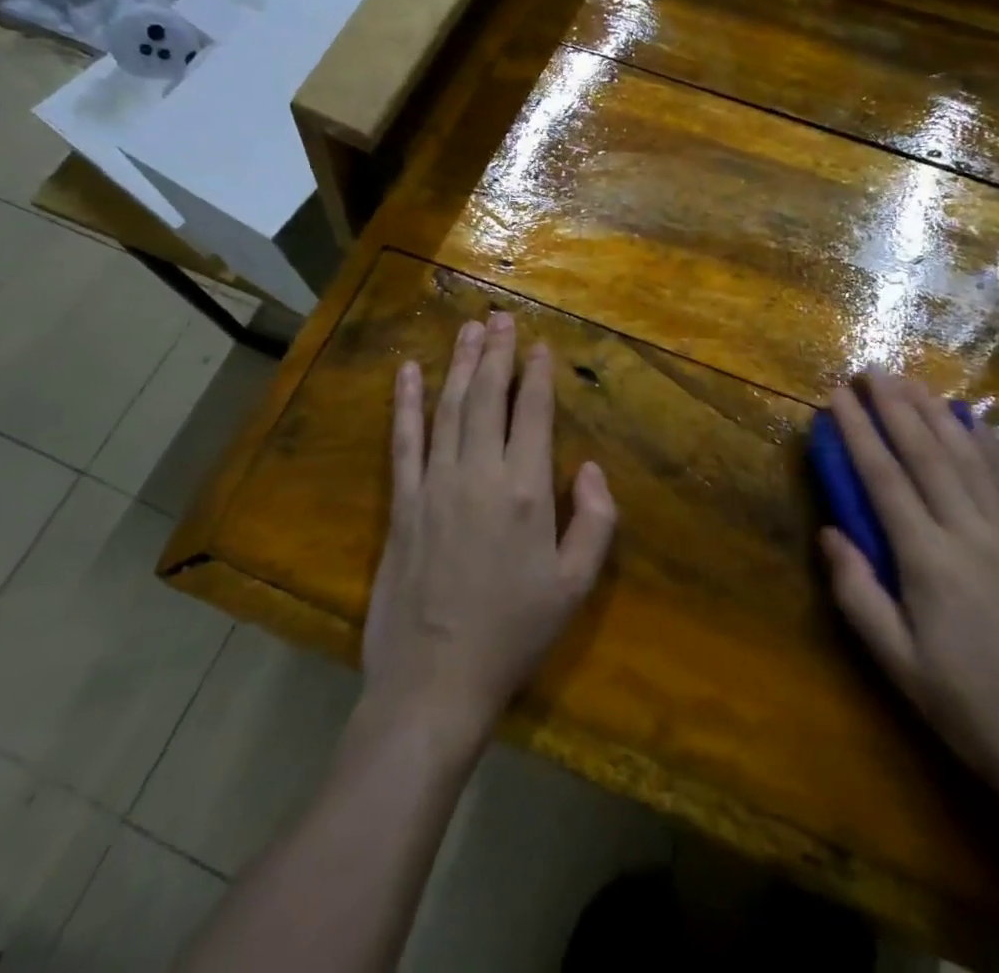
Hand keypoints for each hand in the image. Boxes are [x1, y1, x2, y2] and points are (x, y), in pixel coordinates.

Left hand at [363, 314, 617, 749]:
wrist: (435, 681)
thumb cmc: (514, 633)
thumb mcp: (575, 585)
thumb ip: (595, 521)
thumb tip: (590, 468)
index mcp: (527, 491)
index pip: (533, 413)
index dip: (536, 374)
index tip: (538, 344)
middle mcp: (480, 474)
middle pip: (489, 397)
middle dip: (496, 353)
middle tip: (500, 317)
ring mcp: (435, 484)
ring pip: (449, 408)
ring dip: (459, 364)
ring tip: (468, 329)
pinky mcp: (402, 503)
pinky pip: (404, 441)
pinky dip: (406, 403)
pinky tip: (409, 372)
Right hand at [819, 372, 998, 859]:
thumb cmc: (970, 708)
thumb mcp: (898, 663)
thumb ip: (857, 594)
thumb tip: (830, 532)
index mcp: (929, 563)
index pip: (885, 480)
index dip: (859, 433)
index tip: (838, 397)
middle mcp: (971, 534)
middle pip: (926, 454)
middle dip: (894, 406)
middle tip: (870, 369)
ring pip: (967, 456)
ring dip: (934, 412)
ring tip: (908, 379)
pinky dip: (986, 441)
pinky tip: (970, 417)